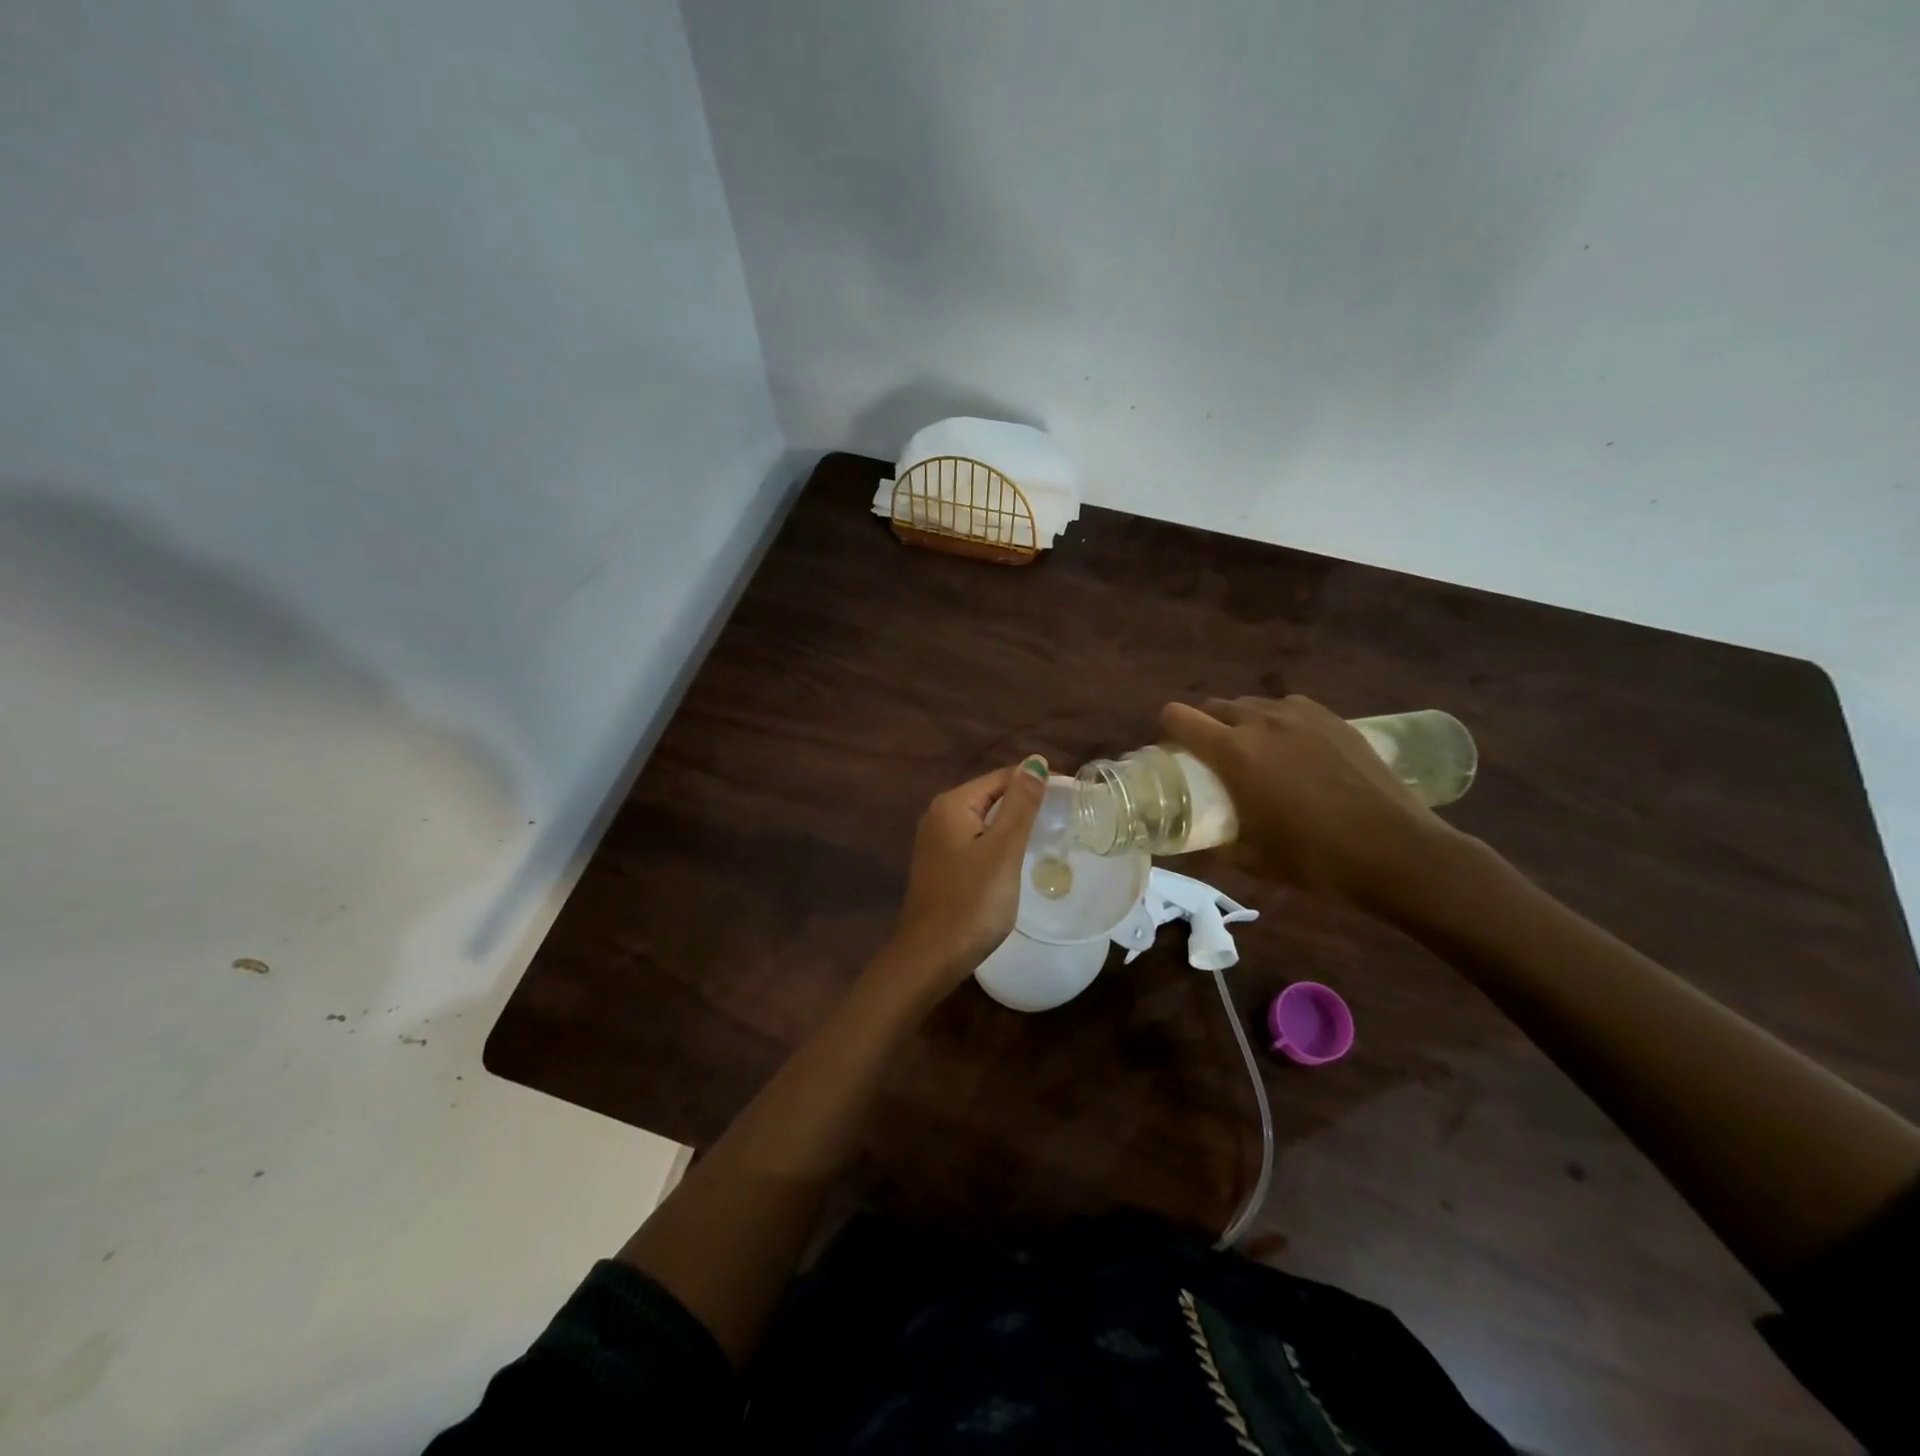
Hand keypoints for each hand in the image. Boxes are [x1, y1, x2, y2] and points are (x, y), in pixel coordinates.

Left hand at [875, 757, 1049, 1001]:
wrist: (930, 956)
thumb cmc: (971, 902)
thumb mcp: (1003, 850)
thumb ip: (1021, 804)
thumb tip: (1035, 761)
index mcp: (952, 804)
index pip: (1002, 777)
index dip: (1037, 782)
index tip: (1072, 796)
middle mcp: (939, 815)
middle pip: (992, 796)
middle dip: (1026, 802)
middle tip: (1065, 817)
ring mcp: (936, 842)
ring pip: (984, 821)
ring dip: (1013, 824)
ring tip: (1049, 834)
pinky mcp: (940, 865)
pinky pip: (976, 841)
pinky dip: (998, 843)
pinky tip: (1017, 858)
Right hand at [1161, 696, 1457, 910]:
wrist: (1396, 850)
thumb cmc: (1315, 859)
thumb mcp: (1251, 859)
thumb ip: (1215, 843)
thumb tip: (1196, 841)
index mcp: (1233, 752)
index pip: (1178, 717)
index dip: (1167, 731)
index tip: (1174, 754)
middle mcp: (1261, 722)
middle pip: (1213, 706)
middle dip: (1203, 727)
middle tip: (1212, 760)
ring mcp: (1300, 715)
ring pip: (1252, 704)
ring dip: (1240, 722)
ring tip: (1255, 753)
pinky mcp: (1333, 718)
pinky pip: (1288, 707)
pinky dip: (1277, 721)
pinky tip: (1293, 749)